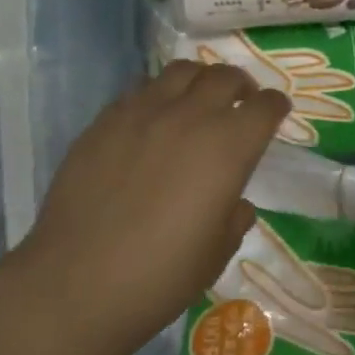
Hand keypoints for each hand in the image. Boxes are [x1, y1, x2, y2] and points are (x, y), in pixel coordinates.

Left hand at [17, 62, 289, 354]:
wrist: (77, 283)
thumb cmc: (161, 275)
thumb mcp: (217, 252)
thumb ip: (235, 216)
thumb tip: (233, 201)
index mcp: (228, 147)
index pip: (264, 106)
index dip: (275, 106)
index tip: (276, 110)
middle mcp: (190, 117)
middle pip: (225, 77)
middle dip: (241, 85)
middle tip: (241, 100)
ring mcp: (142, 113)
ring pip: (181, 72)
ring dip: (200, 80)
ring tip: (198, 99)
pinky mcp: (105, 121)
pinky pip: (140, 90)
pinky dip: (158, 95)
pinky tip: (153, 119)